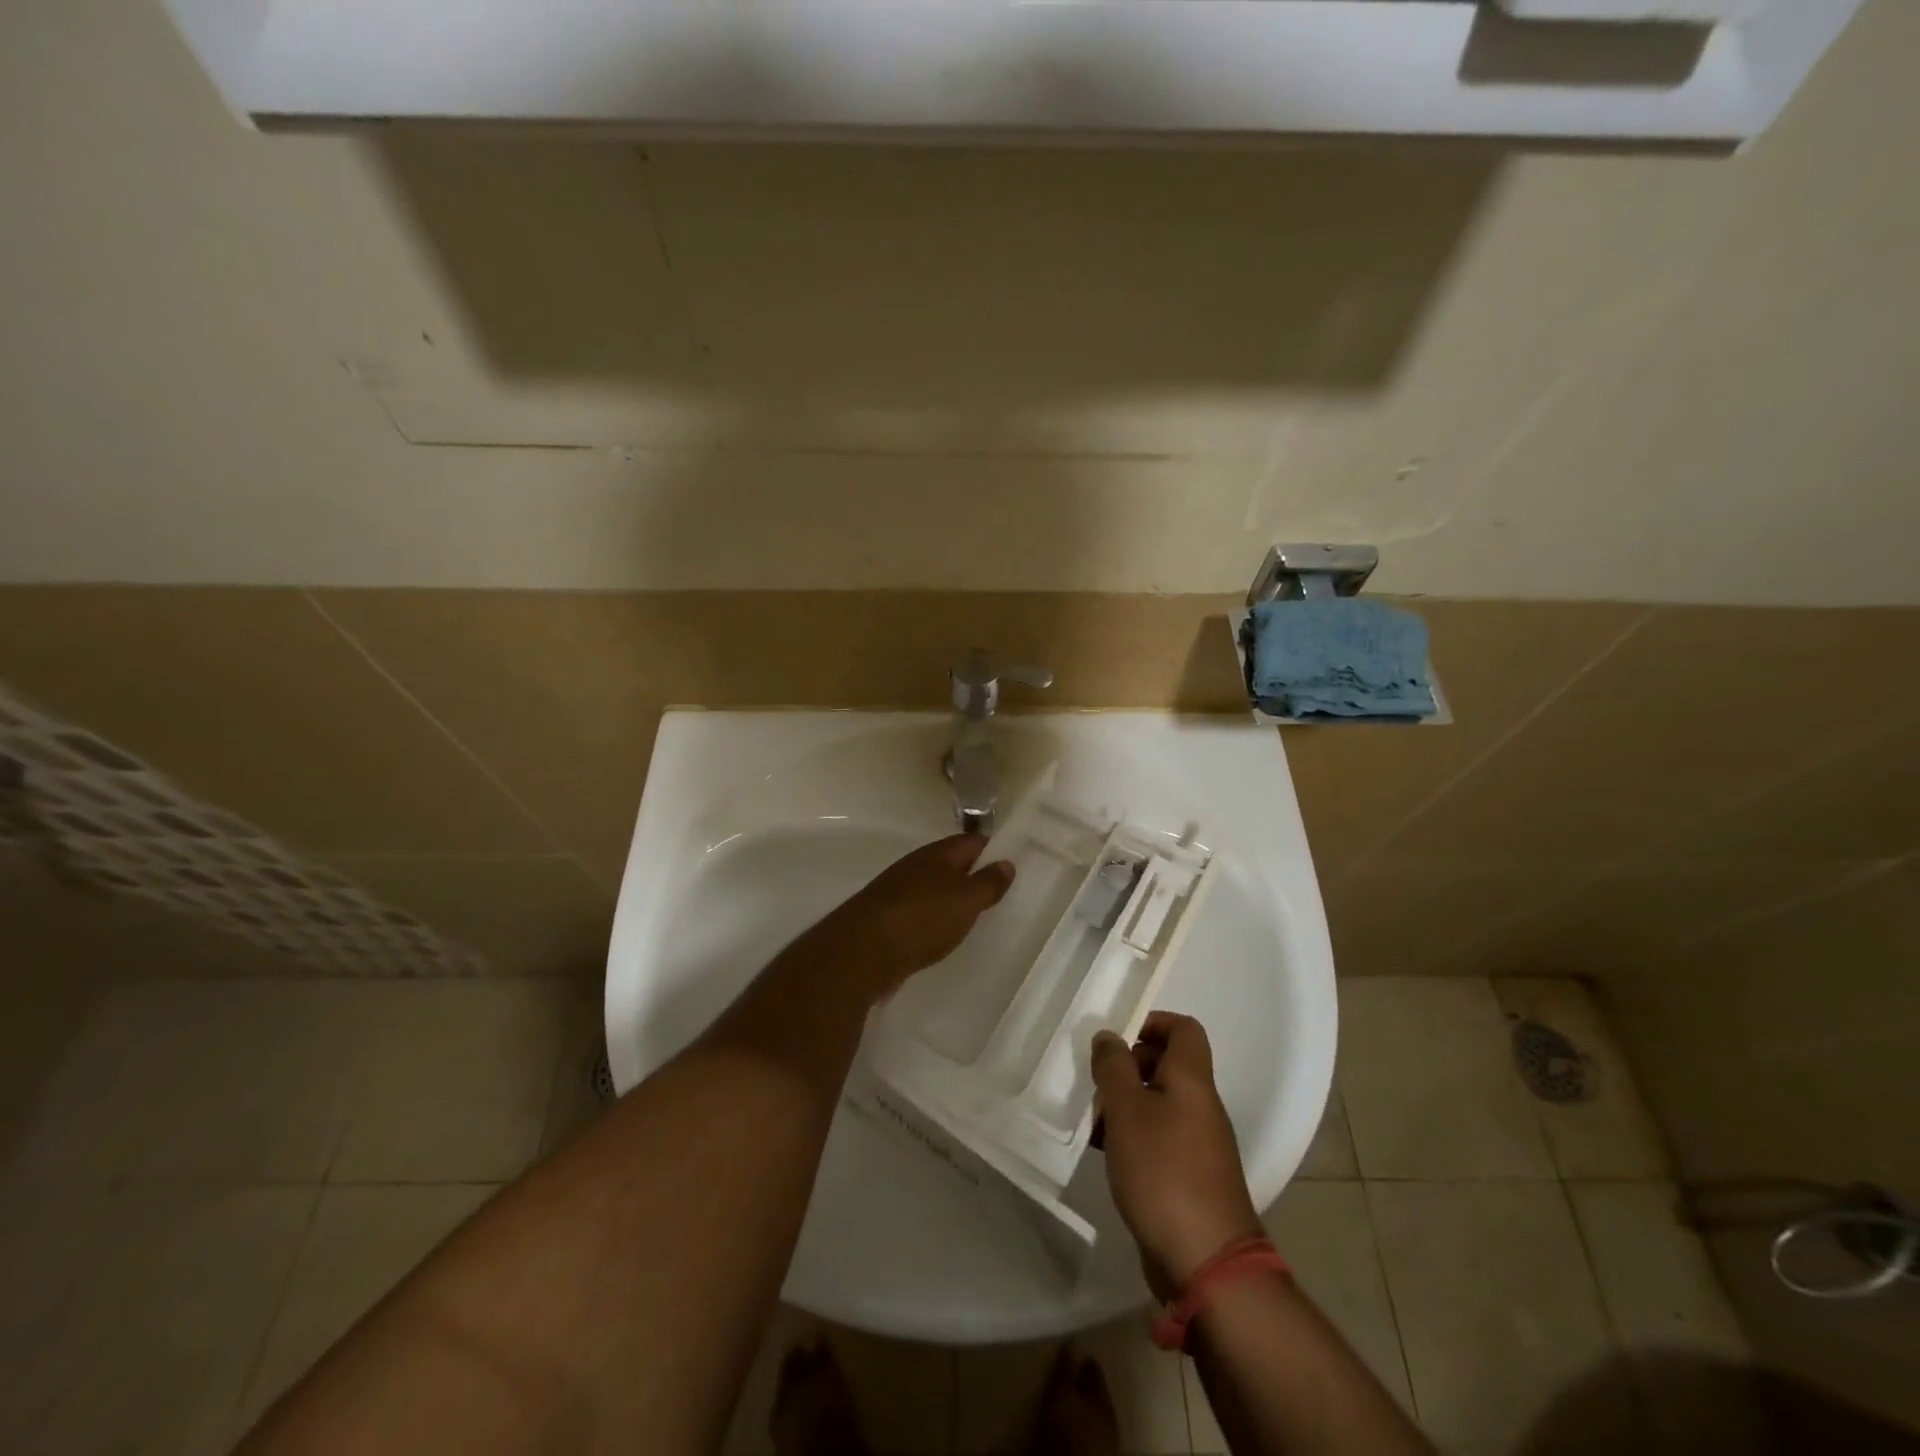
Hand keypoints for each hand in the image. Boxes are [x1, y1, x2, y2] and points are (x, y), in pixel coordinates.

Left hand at [808, 835, 1014, 1003]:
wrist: (863, 950)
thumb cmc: (923, 918)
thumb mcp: (966, 900)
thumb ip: (988, 882)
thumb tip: (1006, 862)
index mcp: (938, 854)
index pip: (973, 841)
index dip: (994, 850)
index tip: (1014, 864)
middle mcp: (916, 865)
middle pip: (951, 863)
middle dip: (972, 875)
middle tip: (998, 894)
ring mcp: (897, 890)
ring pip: (933, 887)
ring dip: (951, 898)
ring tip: (973, 916)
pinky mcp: (886, 916)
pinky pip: (918, 910)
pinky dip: (932, 918)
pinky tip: (940, 934)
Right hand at [1091, 1013, 1261, 1300]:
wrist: (1206, 1261)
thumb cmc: (1164, 1171)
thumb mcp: (1127, 1110)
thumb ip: (1114, 1067)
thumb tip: (1110, 1036)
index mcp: (1192, 1080)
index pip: (1183, 1029)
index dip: (1152, 1022)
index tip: (1117, 1037)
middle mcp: (1201, 1105)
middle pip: (1169, 1066)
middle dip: (1129, 1066)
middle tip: (1097, 1080)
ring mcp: (1199, 1144)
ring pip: (1159, 1104)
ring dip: (1126, 1104)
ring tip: (1093, 1120)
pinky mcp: (1190, 1177)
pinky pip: (1159, 1139)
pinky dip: (1133, 1137)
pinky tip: (1106, 1153)